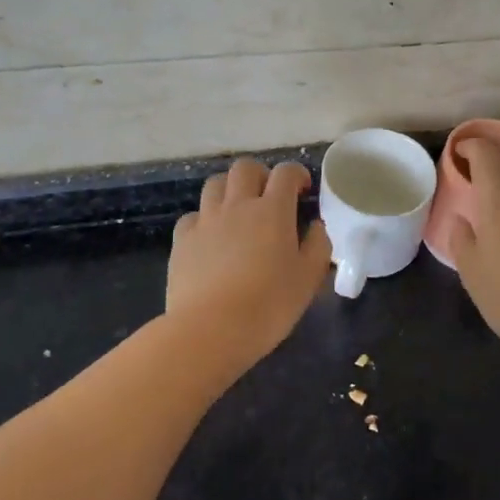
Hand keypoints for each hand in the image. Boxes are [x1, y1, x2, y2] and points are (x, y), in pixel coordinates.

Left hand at [167, 159, 331, 366]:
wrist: (210, 331)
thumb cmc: (268, 305)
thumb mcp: (309, 279)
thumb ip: (318, 246)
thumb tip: (316, 226)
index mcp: (272, 210)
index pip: (286, 173)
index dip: (297, 174)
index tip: (303, 190)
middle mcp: (237, 205)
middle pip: (246, 168)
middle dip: (261, 175)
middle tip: (269, 197)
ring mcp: (206, 221)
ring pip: (215, 184)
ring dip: (230, 190)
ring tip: (238, 211)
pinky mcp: (182, 240)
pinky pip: (193, 216)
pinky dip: (204, 219)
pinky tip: (210, 238)